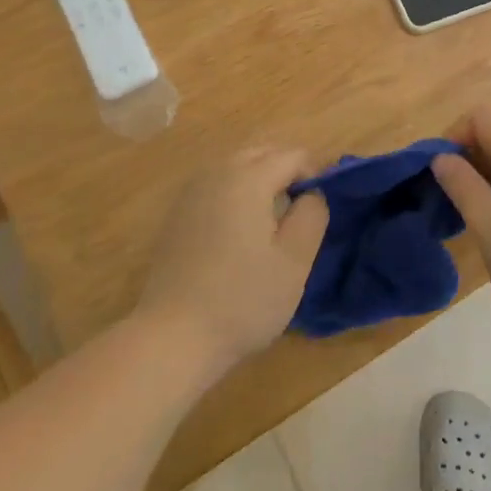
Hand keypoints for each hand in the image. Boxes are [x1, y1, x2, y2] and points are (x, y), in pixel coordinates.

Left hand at [135, 147, 328, 372]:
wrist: (172, 337)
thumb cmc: (243, 299)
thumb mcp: (295, 261)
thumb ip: (312, 215)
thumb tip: (312, 193)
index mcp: (248, 178)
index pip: (293, 156)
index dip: (314, 176)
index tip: (317, 213)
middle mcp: (217, 173)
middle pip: (262, 153)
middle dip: (286, 172)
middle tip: (298, 215)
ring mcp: (191, 193)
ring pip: (236, 166)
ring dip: (259, 181)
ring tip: (270, 225)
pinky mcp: (176, 214)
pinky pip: (216, 186)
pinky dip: (235, 195)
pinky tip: (237, 235)